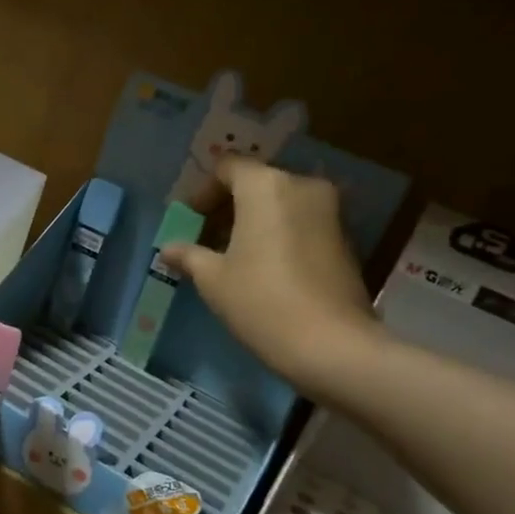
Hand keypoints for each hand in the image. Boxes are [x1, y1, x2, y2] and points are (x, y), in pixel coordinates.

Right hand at [160, 158, 382, 391]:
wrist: (332, 345)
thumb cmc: (261, 301)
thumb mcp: (213, 279)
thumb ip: (189, 255)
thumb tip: (169, 249)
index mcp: (265, 186)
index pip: (227, 168)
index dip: (203, 191)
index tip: (190, 220)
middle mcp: (301, 186)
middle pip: (256, 183)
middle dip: (229, 207)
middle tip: (207, 238)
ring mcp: (330, 211)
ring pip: (281, 203)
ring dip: (255, 221)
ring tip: (233, 256)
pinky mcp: (345, 238)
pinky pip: (302, 223)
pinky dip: (280, 234)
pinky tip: (264, 267)